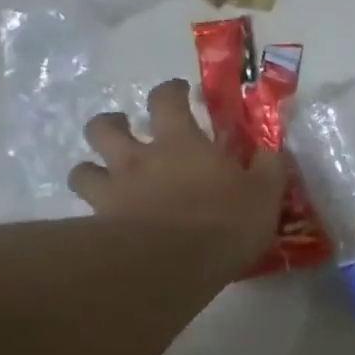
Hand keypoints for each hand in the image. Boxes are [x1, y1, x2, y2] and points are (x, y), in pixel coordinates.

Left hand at [69, 79, 286, 278]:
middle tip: (127, 130)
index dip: (171, 91)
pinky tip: (107, 222)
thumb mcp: (265, 192)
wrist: (176, 263)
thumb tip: (270, 150)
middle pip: (106, 127)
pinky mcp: (100, 225)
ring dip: (92, 167)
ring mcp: (115, 191)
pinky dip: (92, 212)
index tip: (180, 92)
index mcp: (181, 142)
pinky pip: (85, 212)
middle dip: (112, 124)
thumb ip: (268, 167)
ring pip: (83, 168)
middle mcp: (139, 159)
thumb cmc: (226, 220)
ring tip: (106, 176)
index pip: (166, 99)